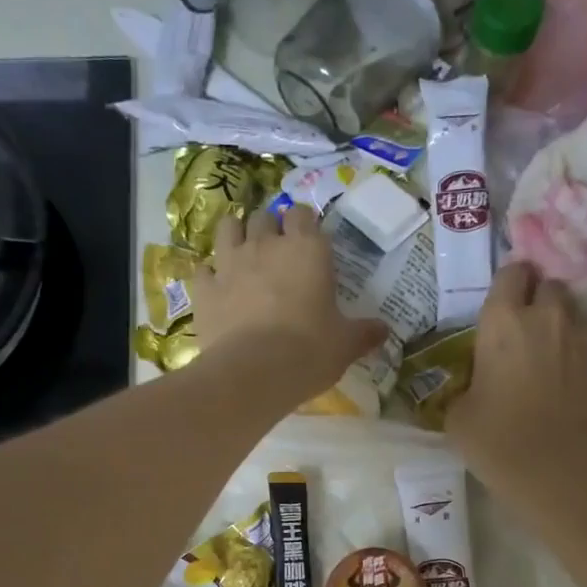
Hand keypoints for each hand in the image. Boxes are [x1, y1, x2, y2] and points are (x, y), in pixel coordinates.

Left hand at [192, 205, 385, 399]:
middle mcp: (266, 246)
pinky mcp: (205, 289)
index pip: (303, 214)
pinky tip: (216, 287)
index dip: (304, 224)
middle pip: (264, 217)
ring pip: (228, 228)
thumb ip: (364, 333)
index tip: (309, 240)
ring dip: (236, 235)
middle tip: (277, 250)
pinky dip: (209, 275)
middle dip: (270, 228)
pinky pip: (203, 269)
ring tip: (243, 252)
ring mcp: (230, 264)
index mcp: (307, 250)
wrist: (253, 373)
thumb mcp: (345, 344)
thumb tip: (384, 330)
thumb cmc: (309, 351)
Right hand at [447, 262, 586, 491]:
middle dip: (538, 297)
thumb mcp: (458, 414)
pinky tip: (567, 379)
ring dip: (560, 323)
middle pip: (549, 284)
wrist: (558, 470)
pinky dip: (578, 352)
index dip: (508, 283)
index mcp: (502, 322)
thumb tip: (473, 385)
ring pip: (573, 312)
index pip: (511, 273)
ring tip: (549, 352)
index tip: (502, 303)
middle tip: (525, 326)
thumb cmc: (496, 439)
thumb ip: (466, 385)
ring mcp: (582, 339)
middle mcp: (546, 317)